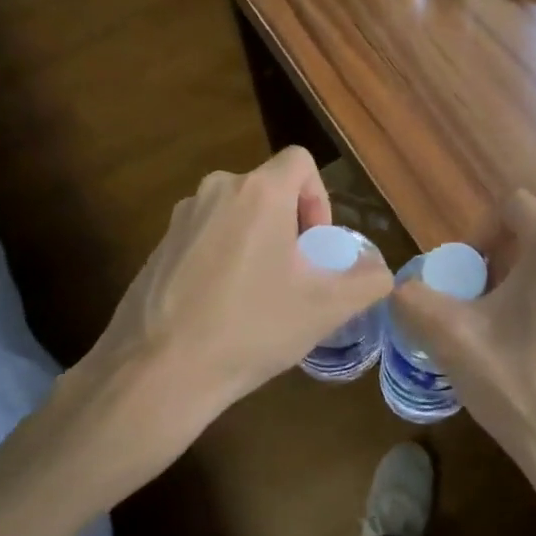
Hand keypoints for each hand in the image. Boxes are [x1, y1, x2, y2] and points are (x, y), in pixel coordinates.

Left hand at [52, 147, 393, 491]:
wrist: (156, 374)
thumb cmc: (250, 328)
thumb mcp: (325, 309)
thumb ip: (368, 281)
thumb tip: (380, 272)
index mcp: (258, 192)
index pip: (300, 161)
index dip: (319, 198)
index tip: (314, 246)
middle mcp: (216, 190)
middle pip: (268, 190)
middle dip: (289, 225)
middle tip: (294, 276)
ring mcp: (180, 219)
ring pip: (236, 214)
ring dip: (256, 242)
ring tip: (258, 296)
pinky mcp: (157, 247)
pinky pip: (205, 237)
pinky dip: (222, 259)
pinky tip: (220, 310)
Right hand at [392, 190, 535, 510]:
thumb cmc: (521, 386)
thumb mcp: (452, 339)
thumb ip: (414, 301)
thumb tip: (399, 290)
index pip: (514, 205)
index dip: (479, 229)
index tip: (463, 272)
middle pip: (531, 239)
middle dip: (494, 264)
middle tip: (471, 307)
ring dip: (517, 289)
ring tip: (495, 335)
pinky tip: (528, 358)